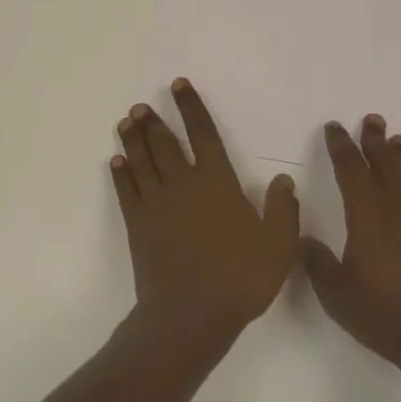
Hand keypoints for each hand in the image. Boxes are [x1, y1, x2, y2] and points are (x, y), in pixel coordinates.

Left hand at [112, 79, 299, 353]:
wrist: (190, 316)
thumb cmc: (239, 278)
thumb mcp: (278, 246)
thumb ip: (283, 210)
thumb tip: (283, 180)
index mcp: (217, 182)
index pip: (203, 134)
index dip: (191, 107)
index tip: (178, 85)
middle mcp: (183, 184)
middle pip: (165, 143)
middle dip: (153, 121)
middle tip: (140, 105)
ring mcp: (157, 204)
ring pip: (142, 161)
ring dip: (133, 139)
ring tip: (126, 121)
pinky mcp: (138, 225)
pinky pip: (127, 191)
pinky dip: (121, 173)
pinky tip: (116, 161)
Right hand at [303, 115, 400, 375]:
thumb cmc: (388, 314)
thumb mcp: (338, 295)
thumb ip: (317, 264)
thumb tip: (303, 240)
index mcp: (368, 212)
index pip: (351, 168)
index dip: (341, 145)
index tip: (335, 128)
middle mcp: (399, 204)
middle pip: (385, 161)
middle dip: (375, 140)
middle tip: (373, 120)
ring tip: (398, 142)